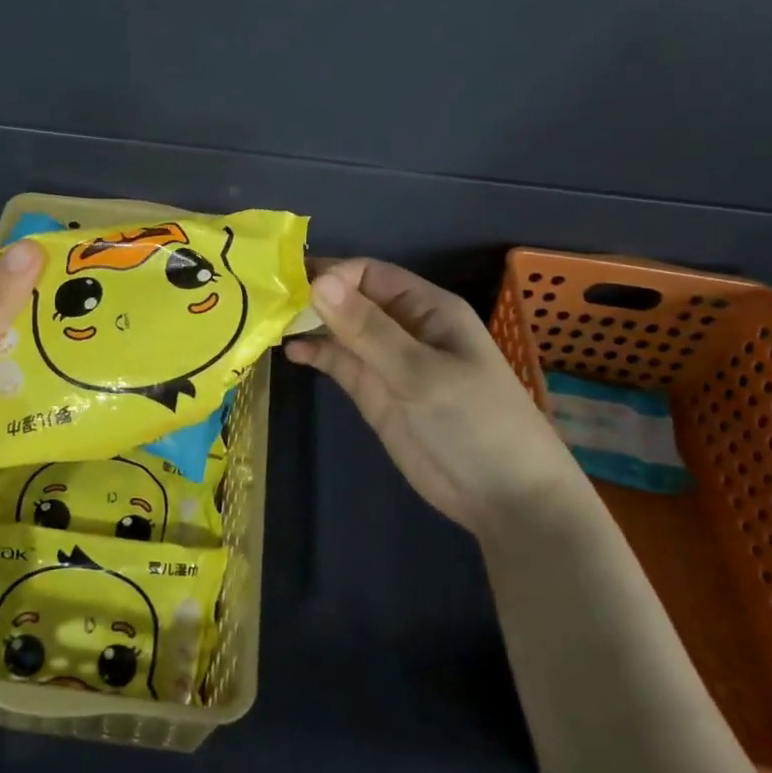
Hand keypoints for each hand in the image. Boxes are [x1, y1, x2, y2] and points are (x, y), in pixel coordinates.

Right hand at [285, 258, 573, 534]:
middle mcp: (404, 327)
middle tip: (266, 300)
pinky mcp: (375, 393)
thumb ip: (368, 329)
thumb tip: (319, 281)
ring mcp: (388, 361)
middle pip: (351, 298)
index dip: (332, 275)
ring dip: (310, 324)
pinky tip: (291, 352)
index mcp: (427, 308)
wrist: (505, 498)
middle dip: (313, 296)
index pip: (369, 274)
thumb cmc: (474, 422)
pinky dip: (316, 355)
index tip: (293, 288)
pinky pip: (340, 363)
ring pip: (341, 330)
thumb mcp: (420, 372)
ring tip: (269, 324)